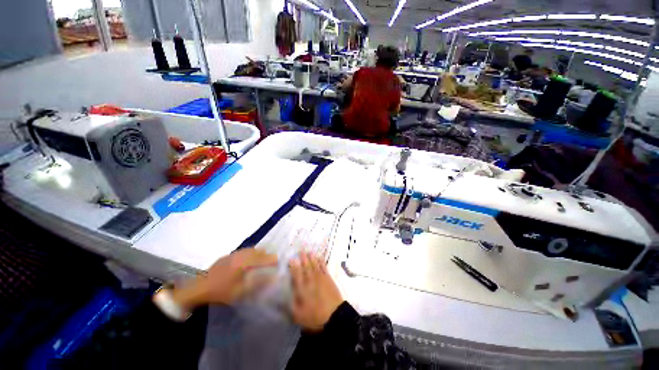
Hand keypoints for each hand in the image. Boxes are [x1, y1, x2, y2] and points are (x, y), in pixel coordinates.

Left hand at [170, 249, 277, 309]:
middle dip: (267, 255)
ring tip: (263, 260)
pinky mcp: (228, 255)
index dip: (272, 259)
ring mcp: (234, 254)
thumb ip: (258, 283)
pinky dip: (250, 254)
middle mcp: (241, 255)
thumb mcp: (241, 291)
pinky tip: (249, 261)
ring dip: (259, 253)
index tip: (279, 262)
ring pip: (251, 250)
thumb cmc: (222, 291)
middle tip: (272, 262)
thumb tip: (273, 277)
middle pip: (258, 251)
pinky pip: (244, 251)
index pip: (263, 258)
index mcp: (245, 262)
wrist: (200, 289)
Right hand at [289, 252, 343, 331]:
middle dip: (303, 258)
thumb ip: (288, 306)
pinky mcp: (328, 278)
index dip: (293, 266)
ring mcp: (320, 277)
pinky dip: (321, 261)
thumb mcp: (297, 315)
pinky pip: (323, 266)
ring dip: (311, 258)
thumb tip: (278, 299)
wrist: (333, 314)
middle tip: (300, 250)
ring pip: (314, 264)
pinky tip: (319, 257)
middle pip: (306, 267)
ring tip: (309, 252)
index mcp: (302, 288)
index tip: (291, 259)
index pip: (296, 274)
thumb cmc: (314, 316)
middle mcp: (310, 280)